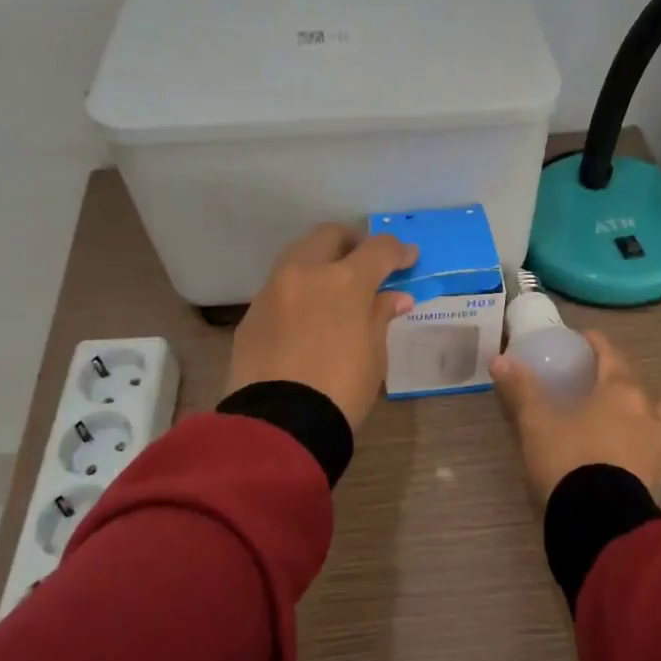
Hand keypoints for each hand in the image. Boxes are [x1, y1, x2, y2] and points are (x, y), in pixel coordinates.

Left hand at [225, 224, 418, 432]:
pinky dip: (298, 292)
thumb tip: (393, 297)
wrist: (279, 425)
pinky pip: (279, 289)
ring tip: (335, 288)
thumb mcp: (374, 354)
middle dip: (352, 243)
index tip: (409, 259)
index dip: (398, 251)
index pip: (378, 249)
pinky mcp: (251, 314)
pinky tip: (308, 317)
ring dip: (320, 262)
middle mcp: (304, 273)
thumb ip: (380, 316)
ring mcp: (272, 291)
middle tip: (367, 264)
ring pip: (298, 256)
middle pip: (329, 235)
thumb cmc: (341, 389)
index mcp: (343, 281)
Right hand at [491, 330, 660, 511]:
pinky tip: (637, 452)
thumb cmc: (568, 459)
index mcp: (619, 391)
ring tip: (629, 415)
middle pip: (637, 382)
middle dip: (620, 375)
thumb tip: (500, 360)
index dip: (597, 343)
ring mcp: (659, 446)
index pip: (611, 355)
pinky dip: (651, 445)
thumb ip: (521, 389)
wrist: (599, 520)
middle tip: (598, 379)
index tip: (584, 338)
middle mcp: (646, 412)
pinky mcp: (660, 477)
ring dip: (649, 409)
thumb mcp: (536, 422)